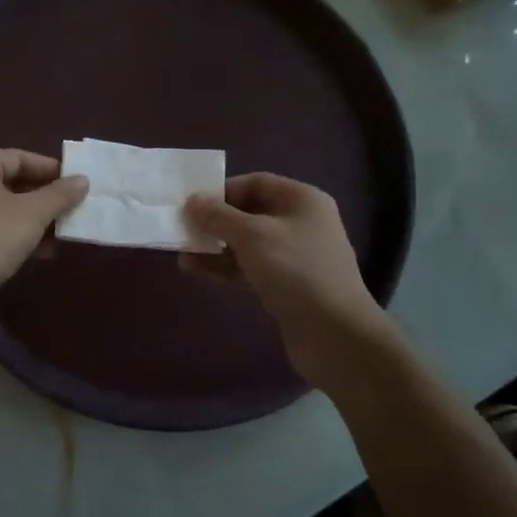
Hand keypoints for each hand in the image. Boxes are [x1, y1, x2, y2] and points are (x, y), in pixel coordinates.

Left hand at [0, 150, 87, 317]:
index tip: (80, 185)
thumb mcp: (31, 214)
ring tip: (67, 234)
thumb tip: (82, 180)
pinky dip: (21, 237)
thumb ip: (59, 195)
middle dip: (47, 198)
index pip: (21, 157)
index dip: (52, 170)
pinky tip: (44, 252)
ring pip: (8, 210)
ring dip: (38, 221)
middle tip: (78, 210)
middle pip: (15, 183)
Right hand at [183, 173, 392, 376]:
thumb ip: (218, 216)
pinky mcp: (286, 285)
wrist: (334, 334)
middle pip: (249, 213)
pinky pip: (249, 267)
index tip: (193, 203)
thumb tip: (192, 201)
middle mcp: (301, 223)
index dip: (223, 190)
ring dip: (214, 246)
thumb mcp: (251, 235)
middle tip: (183, 228)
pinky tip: (195, 270)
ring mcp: (294, 256)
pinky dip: (224, 267)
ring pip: (246, 243)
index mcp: (302, 200)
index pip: (256, 183)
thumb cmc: (295, 270)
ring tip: (182, 253)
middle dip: (215, 221)